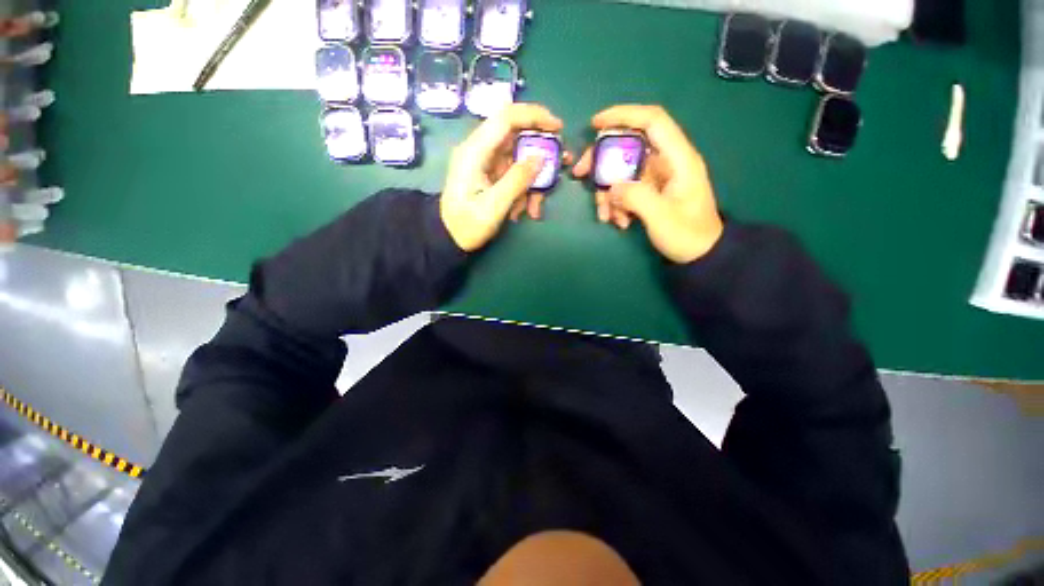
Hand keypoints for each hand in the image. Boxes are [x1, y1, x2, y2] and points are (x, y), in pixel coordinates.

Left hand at [441, 103, 564, 251]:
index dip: (534, 116)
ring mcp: (487, 163)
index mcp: (475, 151)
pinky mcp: (491, 175)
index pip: (506, 118)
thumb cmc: (467, 225)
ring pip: (520, 160)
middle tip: (560, 166)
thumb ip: (517, 180)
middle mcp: (481, 151)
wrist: (450, 238)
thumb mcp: (494, 207)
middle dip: (541, 154)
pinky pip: (515, 175)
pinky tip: (525, 211)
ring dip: (533, 182)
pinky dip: (525, 190)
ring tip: (535, 208)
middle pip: (517, 138)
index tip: (558, 128)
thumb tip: (541, 157)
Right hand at [573, 105, 723, 263]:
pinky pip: (625, 189)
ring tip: (606, 216)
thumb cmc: (687, 235)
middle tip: (580, 174)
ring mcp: (656, 178)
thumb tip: (612, 187)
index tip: (595, 124)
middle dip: (602, 160)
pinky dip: (616, 203)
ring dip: (607, 191)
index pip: (652, 121)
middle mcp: (666, 162)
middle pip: (628, 145)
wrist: (699, 254)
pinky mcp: (649, 191)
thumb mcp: (662, 218)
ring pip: (622, 171)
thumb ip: (636, 198)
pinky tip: (618, 221)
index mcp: (678, 159)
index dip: (624, 115)